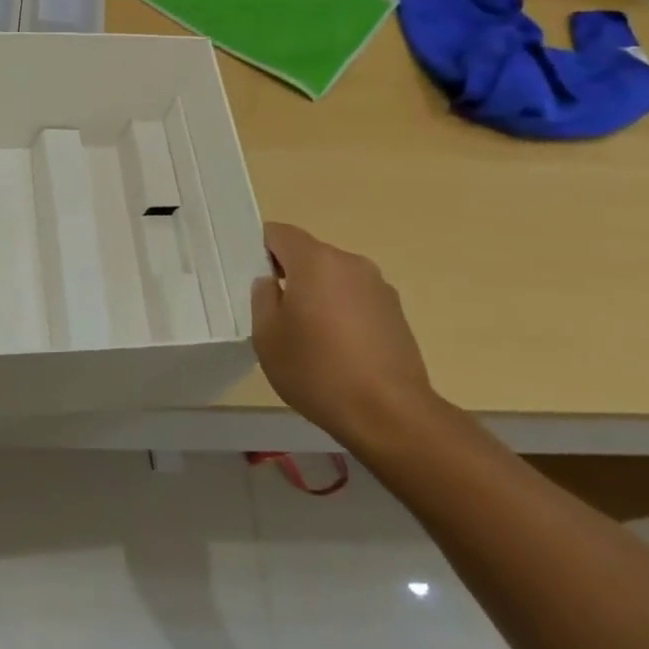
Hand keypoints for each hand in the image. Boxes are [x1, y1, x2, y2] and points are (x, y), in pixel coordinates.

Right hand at [250, 223, 437, 444]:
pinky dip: (342, 314)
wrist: (391, 414)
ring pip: (334, 279)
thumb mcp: (267, 336)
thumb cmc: (318, 370)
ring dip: (318, 295)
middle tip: (274, 312)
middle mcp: (351, 263)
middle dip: (290, 275)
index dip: (260, 249)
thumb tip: (271, 283)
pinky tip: (337, 351)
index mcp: (316, 261)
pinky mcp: (397, 314)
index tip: (252, 276)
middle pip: (309, 255)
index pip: (279, 233)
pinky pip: (357, 300)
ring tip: (308, 336)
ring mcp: (379, 287)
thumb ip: (262, 298)